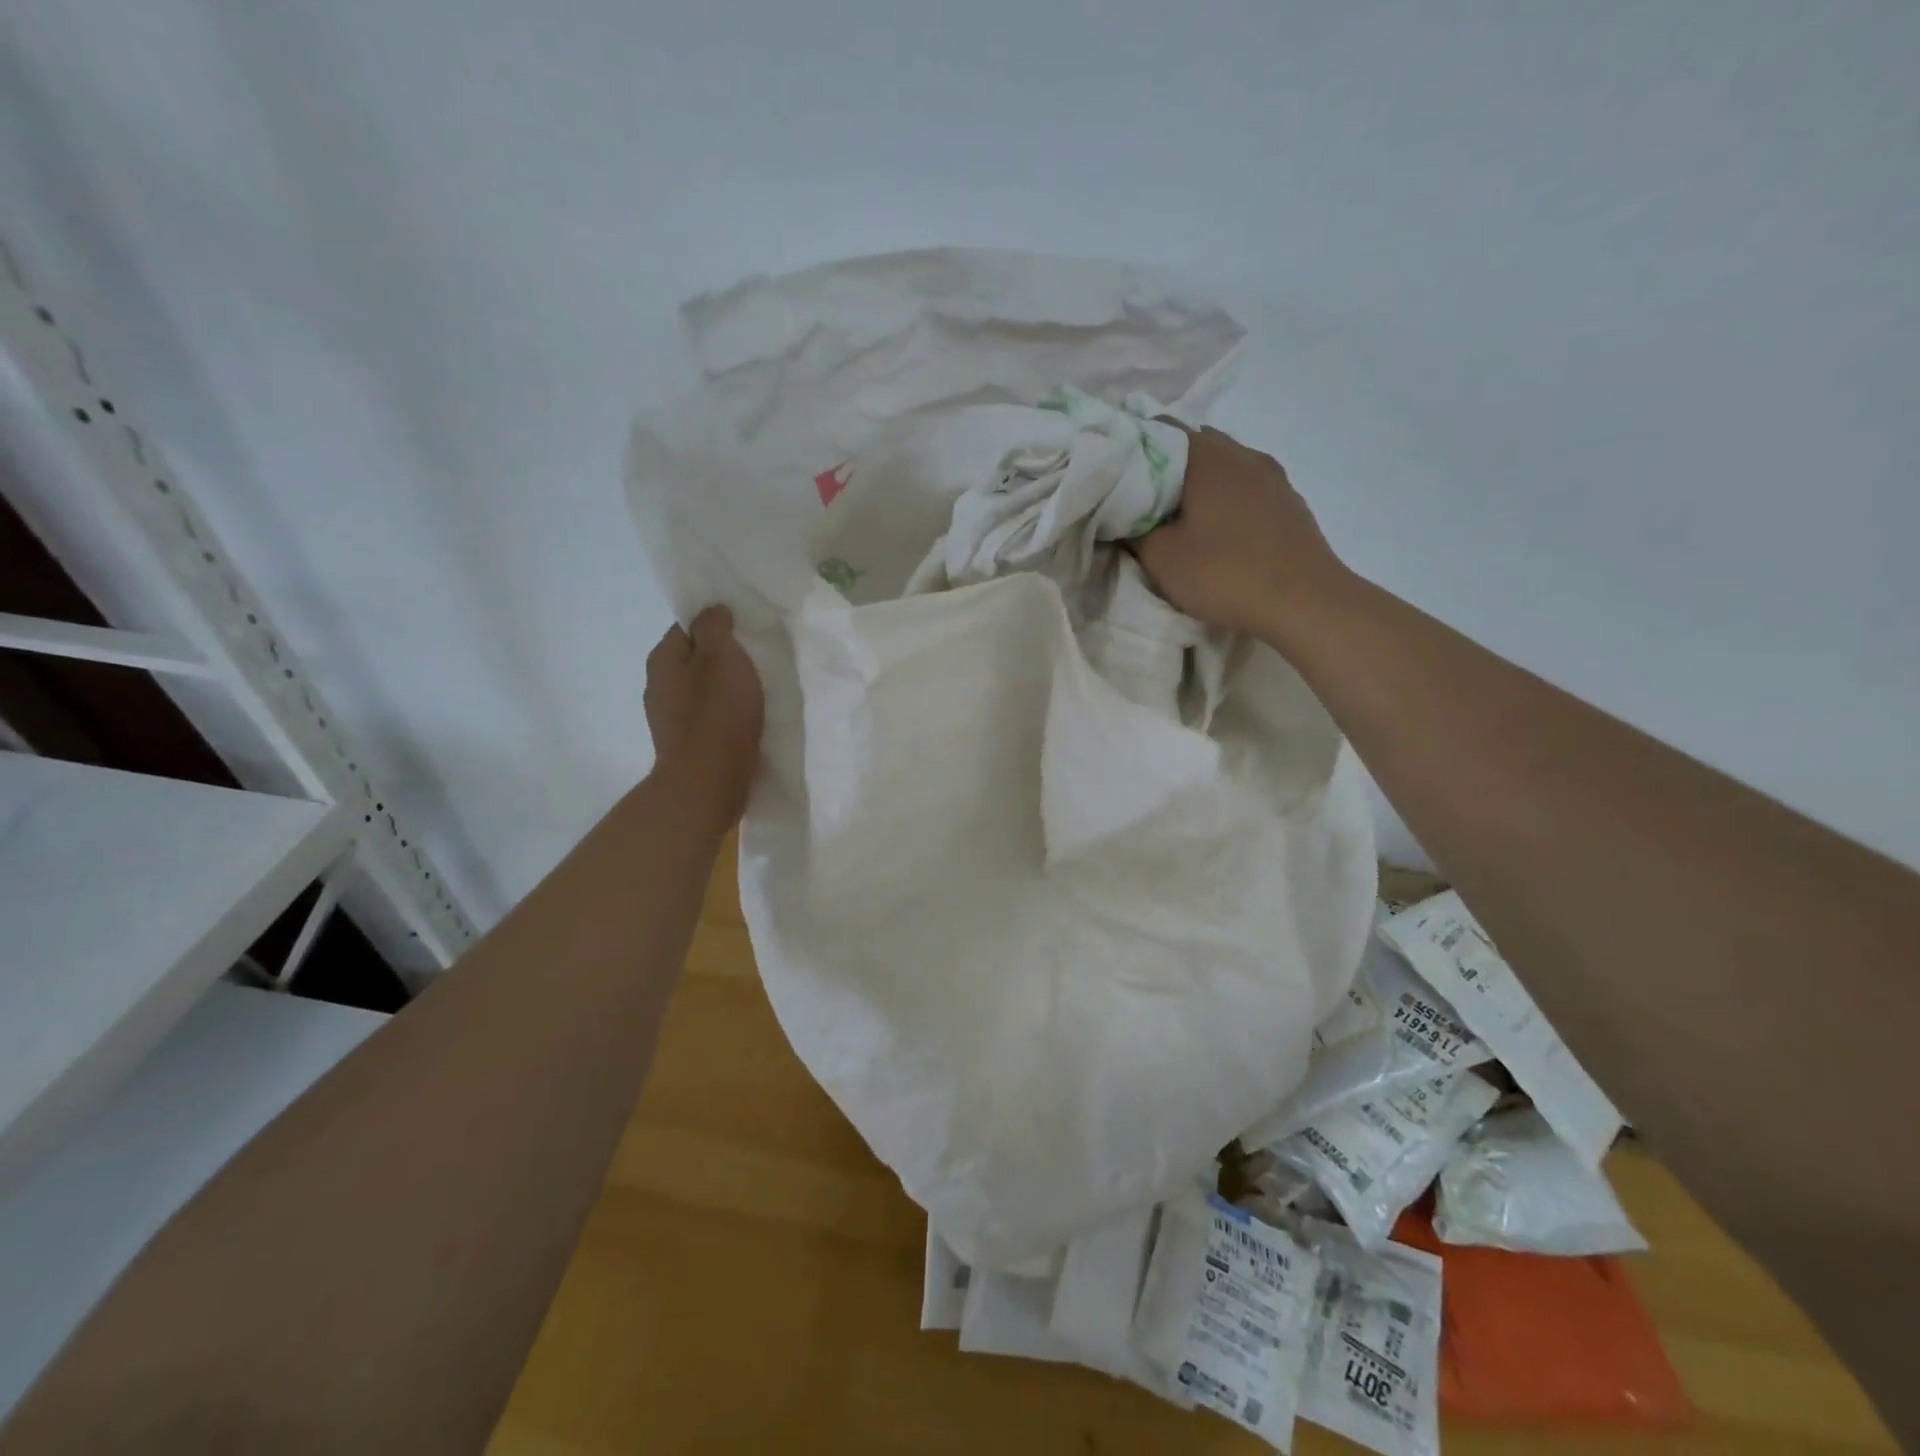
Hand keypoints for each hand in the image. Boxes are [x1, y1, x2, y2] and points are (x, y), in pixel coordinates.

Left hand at [644, 606, 764, 830]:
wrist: (708, 783)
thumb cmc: (717, 714)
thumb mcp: (721, 657)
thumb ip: (715, 627)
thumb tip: (711, 611)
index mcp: (663, 660)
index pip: (687, 627)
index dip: (716, 626)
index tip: (744, 631)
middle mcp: (658, 687)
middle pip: (694, 660)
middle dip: (721, 659)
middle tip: (755, 660)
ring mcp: (670, 720)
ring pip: (702, 691)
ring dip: (725, 690)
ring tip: (756, 692)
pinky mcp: (686, 746)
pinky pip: (708, 719)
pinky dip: (725, 716)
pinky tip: (746, 722)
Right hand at [1133, 427, 1351, 641]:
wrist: (1305, 602)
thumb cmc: (1225, 573)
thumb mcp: (1161, 558)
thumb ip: (1135, 530)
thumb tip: (1126, 516)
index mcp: (1207, 456)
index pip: (1158, 430)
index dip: (1130, 449)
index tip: (1113, 476)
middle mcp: (1242, 453)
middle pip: (1192, 446)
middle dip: (1163, 468)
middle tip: (1138, 500)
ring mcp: (1272, 476)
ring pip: (1222, 467)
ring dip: (1197, 485)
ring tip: (1175, 517)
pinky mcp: (1288, 502)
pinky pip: (1245, 488)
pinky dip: (1224, 499)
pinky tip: (1215, 530)